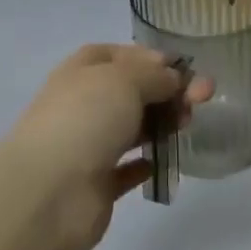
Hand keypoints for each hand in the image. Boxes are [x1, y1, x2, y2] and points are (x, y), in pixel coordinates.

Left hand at [6, 44, 212, 249]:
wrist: (48, 193)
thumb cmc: (86, 120)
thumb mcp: (125, 79)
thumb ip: (154, 75)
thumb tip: (172, 77)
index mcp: (82, 72)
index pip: (119, 56)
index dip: (150, 58)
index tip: (182, 68)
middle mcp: (84, 104)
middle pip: (132, 92)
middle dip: (167, 92)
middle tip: (202, 100)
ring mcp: (88, 145)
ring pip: (132, 128)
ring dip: (162, 124)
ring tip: (187, 126)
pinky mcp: (96, 184)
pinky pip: (127, 169)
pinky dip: (146, 162)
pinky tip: (164, 160)